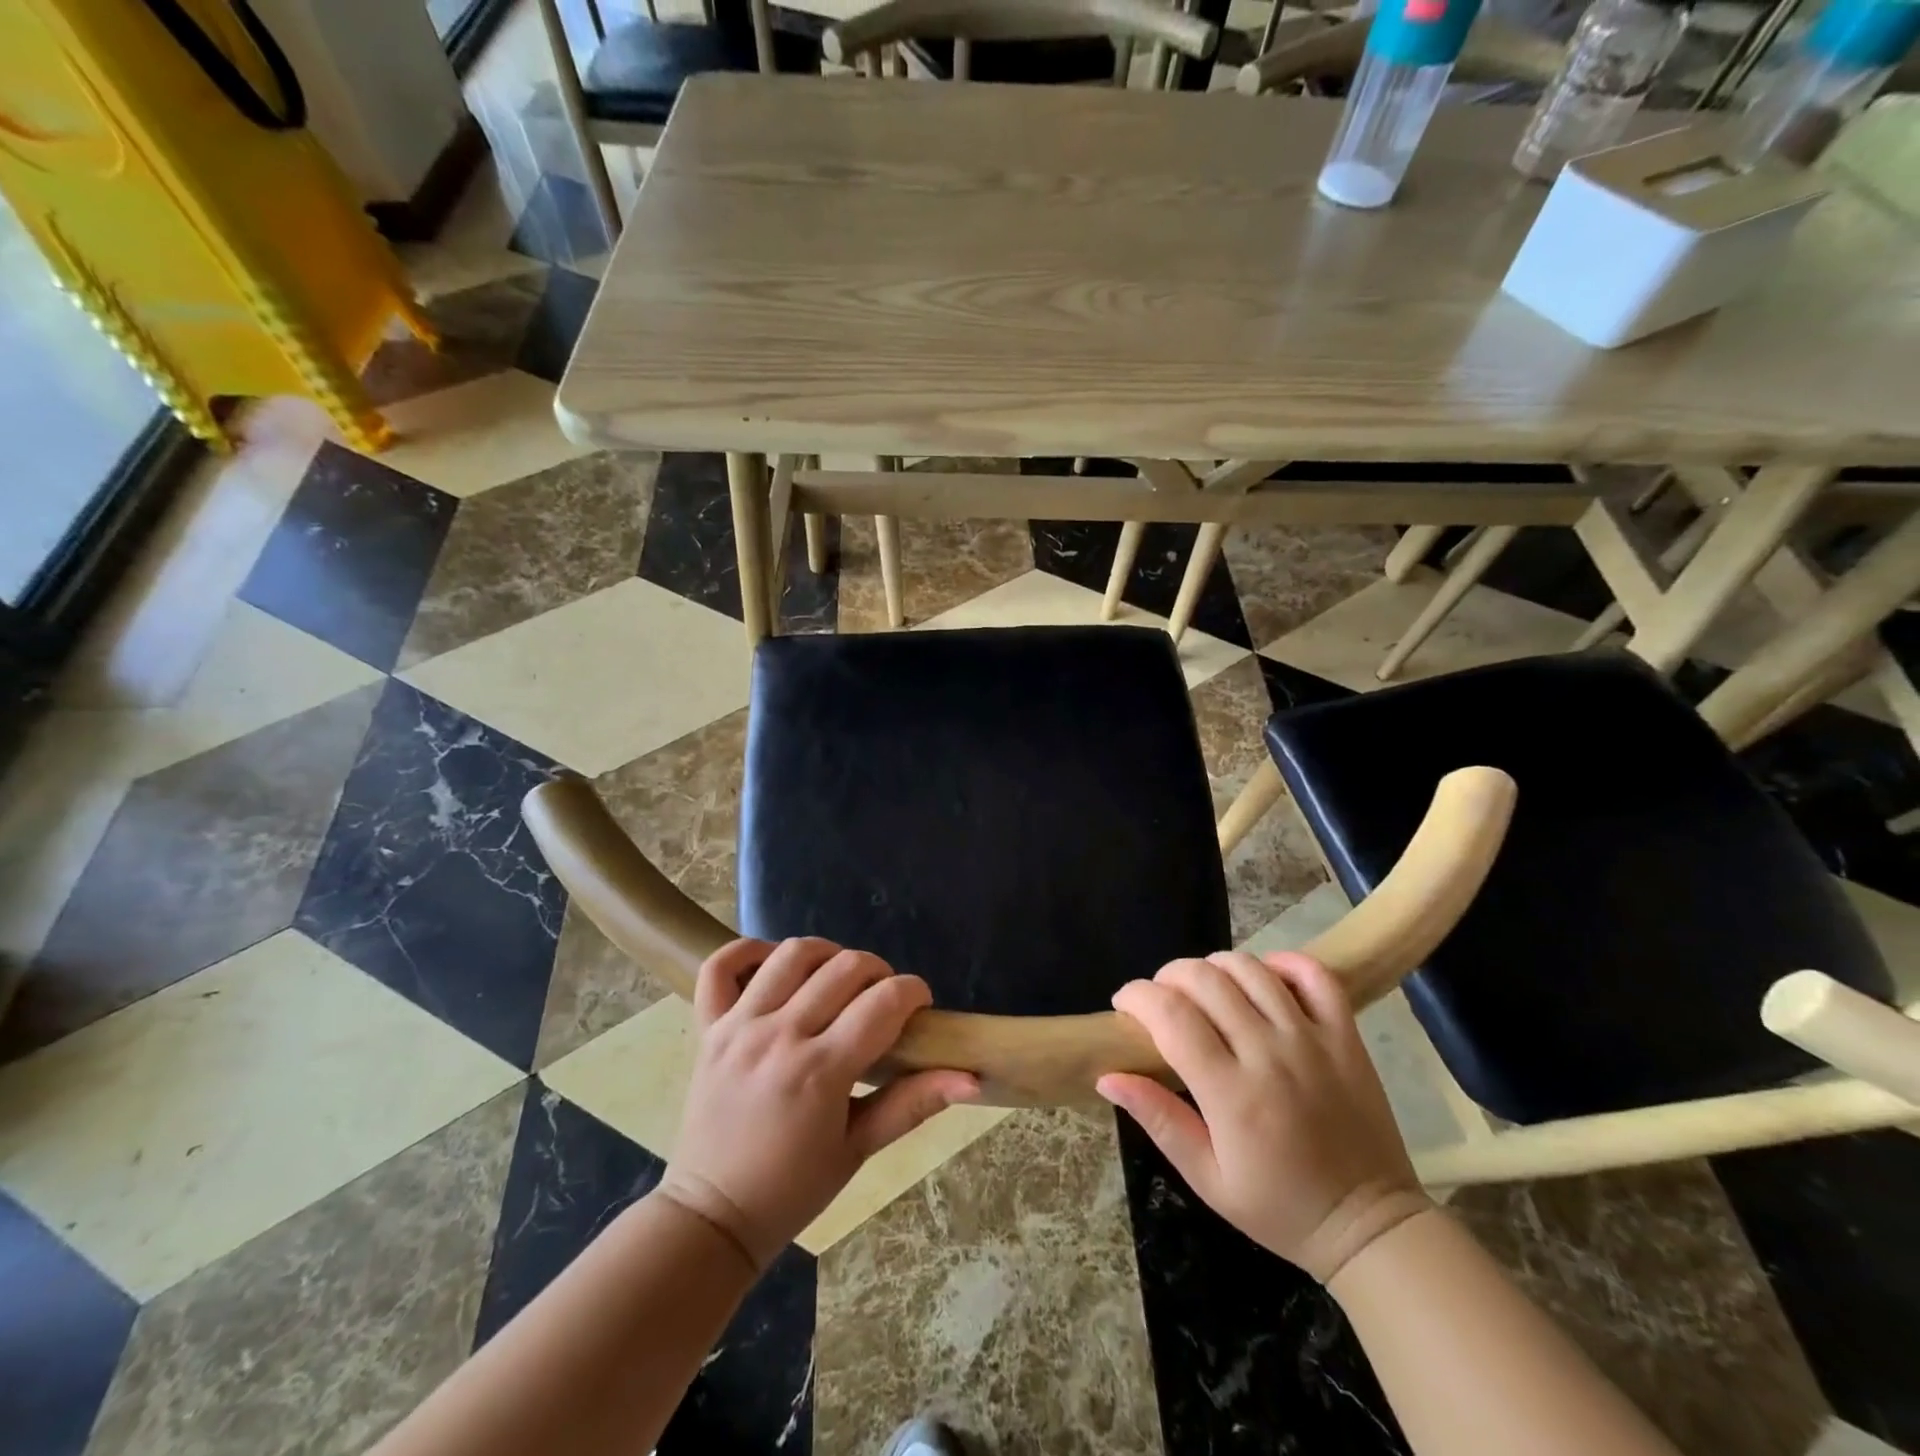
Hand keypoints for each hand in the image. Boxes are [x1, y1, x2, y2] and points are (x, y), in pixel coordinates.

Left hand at [658, 937, 978, 1269]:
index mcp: (821, 1071)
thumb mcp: (860, 1149)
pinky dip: (750, 951)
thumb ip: (913, 1104)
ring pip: (792, 954)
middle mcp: (780, 1036)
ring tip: (837, 979)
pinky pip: (722, 965)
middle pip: (844, 967)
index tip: (920, 1006)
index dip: (914, 991)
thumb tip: (973, 1079)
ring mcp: (739, 1026)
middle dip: (879, 972)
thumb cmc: (793, 1188)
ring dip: (827, 954)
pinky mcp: (709, 1026)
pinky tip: (776, 966)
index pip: (884, 1001)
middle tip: (883, 999)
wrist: (712, 1215)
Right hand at [1096, 951, 1429, 1281]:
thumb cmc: (1279, 1207)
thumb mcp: (1207, 1179)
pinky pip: (1315, 975)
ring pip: (1251, 969)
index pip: (1170, 1016)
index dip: (1137, 997)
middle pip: (1205, 980)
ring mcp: (1312, 1040)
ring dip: (1214, 966)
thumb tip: (1107, 1075)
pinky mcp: (1345, 1036)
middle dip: (1168, 976)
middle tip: (1161, 999)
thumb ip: (1158, 1120)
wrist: (1370, 1227)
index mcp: (1231, 1094)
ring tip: (1205, 989)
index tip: (1124, 1005)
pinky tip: (1263, 977)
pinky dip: (1283, 962)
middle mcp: (1269, 1054)